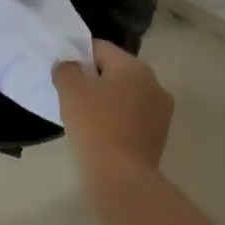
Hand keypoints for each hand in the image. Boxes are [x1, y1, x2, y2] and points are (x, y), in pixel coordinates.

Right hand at [53, 40, 172, 186]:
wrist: (122, 176)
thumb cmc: (95, 125)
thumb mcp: (70, 90)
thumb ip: (66, 69)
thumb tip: (68, 65)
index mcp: (134, 66)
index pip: (100, 48)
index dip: (78, 56)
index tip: (64, 73)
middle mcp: (154, 82)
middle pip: (116, 71)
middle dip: (94, 79)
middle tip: (72, 96)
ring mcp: (161, 110)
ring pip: (126, 95)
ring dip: (108, 100)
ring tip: (86, 118)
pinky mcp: (160, 135)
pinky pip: (133, 116)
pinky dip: (118, 119)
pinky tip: (102, 134)